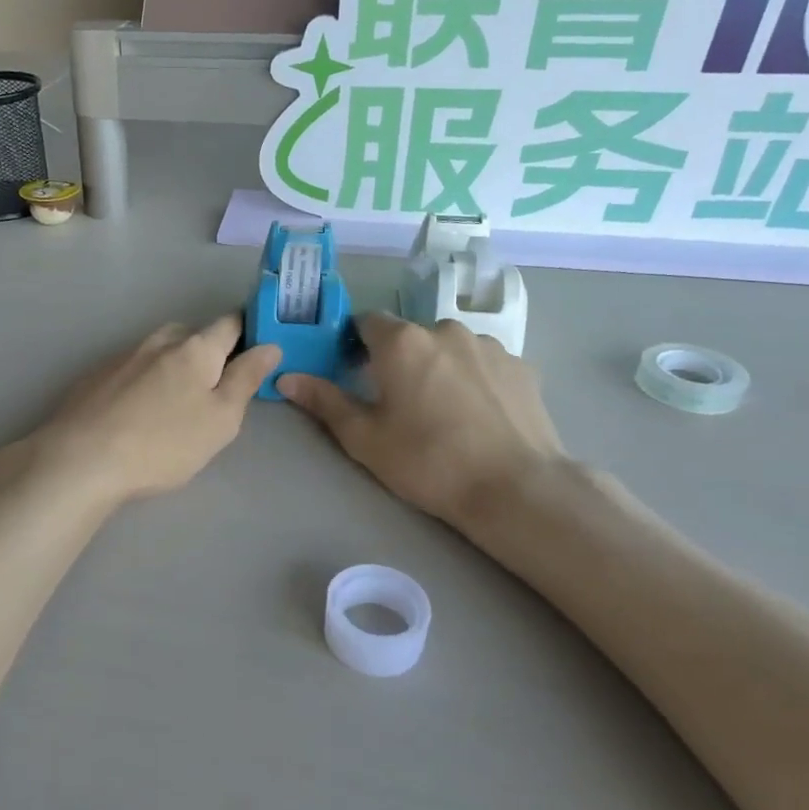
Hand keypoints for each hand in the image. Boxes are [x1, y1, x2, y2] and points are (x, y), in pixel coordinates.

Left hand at [22, 315, 281, 507]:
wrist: (81, 458)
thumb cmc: (164, 443)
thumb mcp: (221, 418)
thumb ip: (246, 378)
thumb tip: (270, 345)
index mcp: (196, 348)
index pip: (230, 323)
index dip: (247, 330)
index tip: (255, 349)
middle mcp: (158, 341)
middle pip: (191, 334)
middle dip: (207, 351)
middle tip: (214, 388)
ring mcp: (122, 356)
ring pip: (158, 350)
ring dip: (172, 366)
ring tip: (173, 403)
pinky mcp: (95, 376)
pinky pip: (131, 369)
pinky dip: (142, 381)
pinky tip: (136, 412)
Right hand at [279, 313, 568, 537]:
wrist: (514, 488)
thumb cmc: (427, 461)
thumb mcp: (364, 438)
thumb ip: (324, 401)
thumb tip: (286, 376)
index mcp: (402, 342)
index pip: (366, 321)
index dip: (355, 344)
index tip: (354, 372)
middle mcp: (445, 329)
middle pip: (410, 336)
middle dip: (399, 359)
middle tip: (398, 402)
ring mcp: (489, 345)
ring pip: (449, 348)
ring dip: (438, 367)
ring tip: (444, 412)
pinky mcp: (522, 366)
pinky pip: (484, 364)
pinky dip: (474, 380)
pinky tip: (477, 416)